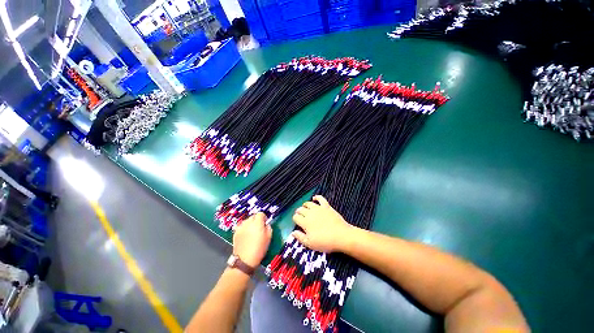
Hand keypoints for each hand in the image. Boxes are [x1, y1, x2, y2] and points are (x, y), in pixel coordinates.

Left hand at [233, 212, 271, 266]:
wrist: (245, 260)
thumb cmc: (259, 248)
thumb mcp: (269, 237)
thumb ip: (268, 227)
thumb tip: (266, 224)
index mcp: (257, 222)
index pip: (261, 213)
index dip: (263, 218)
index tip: (265, 223)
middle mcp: (248, 222)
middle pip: (253, 216)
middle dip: (256, 220)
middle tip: (259, 228)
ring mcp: (241, 227)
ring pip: (247, 221)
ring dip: (250, 224)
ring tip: (251, 232)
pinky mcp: (235, 232)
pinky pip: (241, 226)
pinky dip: (244, 228)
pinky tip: (245, 235)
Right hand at [292, 195, 354, 252]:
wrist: (341, 236)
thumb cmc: (325, 241)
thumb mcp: (310, 244)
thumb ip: (300, 237)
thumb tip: (293, 232)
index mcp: (305, 222)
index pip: (296, 217)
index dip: (295, 219)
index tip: (296, 221)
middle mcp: (310, 213)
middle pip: (301, 209)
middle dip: (298, 212)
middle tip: (299, 215)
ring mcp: (318, 208)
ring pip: (308, 203)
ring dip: (305, 205)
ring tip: (304, 207)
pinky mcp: (326, 206)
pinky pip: (320, 198)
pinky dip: (316, 197)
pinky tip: (314, 198)